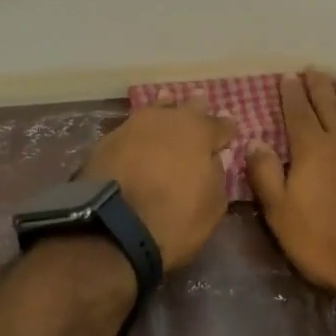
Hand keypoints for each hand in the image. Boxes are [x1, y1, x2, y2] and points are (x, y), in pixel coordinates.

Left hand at [82, 89, 234, 271]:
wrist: (111, 228)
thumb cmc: (174, 219)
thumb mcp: (213, 206)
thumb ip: (217, 175)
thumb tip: (213, 160)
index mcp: (200, 132)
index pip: (221, 124)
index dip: (226, 130)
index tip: (228, 134)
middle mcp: (168, 119)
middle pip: (188, 107)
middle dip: (196, 110)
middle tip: (200, 110)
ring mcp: (134, 125)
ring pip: (155, 110)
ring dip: (164, 112)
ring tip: (166, 112)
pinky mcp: (106, 139)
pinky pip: (131, 129)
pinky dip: (138, 134)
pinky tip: (137, 140)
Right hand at [247, 69, 335, 294]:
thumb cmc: (326, 240)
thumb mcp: (281, 214)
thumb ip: (265, 175)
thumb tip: (254, 141)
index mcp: (312, 147)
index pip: (298, 111)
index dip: (291, 92)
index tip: (287, 77)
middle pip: (328, 101)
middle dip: (318, 84)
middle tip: (312, 70)